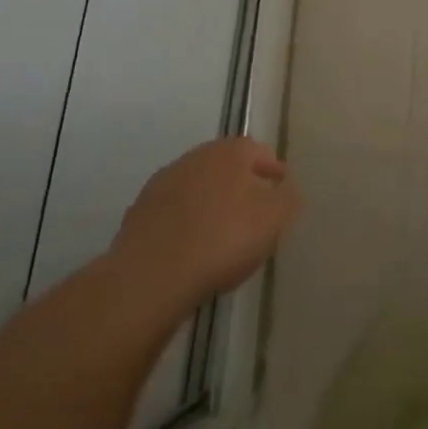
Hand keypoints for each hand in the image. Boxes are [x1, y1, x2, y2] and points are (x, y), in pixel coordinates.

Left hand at [107, 138, 300, 309]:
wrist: (151, 276)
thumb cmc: (223, 239)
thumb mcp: (275, 218)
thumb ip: (288, 197)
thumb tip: (284, 188)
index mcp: (230, 151)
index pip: (259, 152)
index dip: (272, 170)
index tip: (280, 190)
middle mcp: (196, 157)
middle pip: (226, 166)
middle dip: (241, 184)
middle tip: (254, 211)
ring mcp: (163, 183)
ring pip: (198, 187)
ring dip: (211, 202)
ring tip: (221, 232)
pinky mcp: (139, 213)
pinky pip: (174, 212)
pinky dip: (185, 222)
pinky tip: (191, 247)